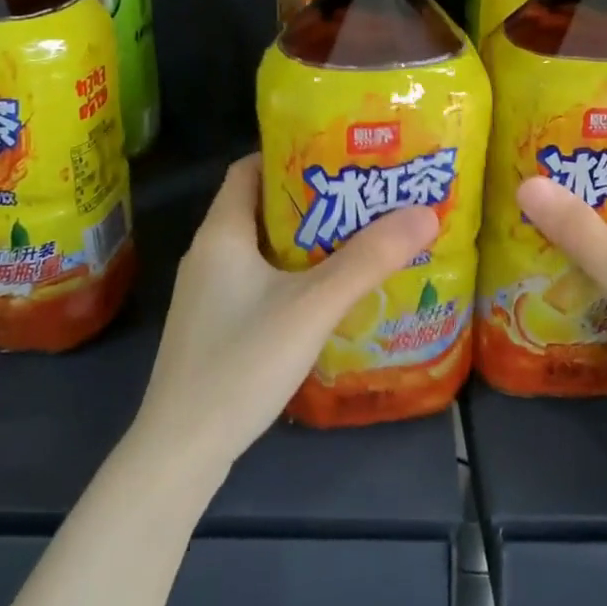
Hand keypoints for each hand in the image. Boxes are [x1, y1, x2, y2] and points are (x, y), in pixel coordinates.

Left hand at [133, 154, 440, 478]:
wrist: (181, 452)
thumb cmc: (241, 363)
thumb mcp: (312, 306)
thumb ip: (368, 260)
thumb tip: (425, 213)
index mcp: (221, 233)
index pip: (249, 168)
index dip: (290, 153)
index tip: (339, 155)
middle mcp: (208, 255)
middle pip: (260, 206)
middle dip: (311, 198)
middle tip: (363, 196)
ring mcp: (208, 294)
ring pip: (261, 248)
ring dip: (304, 239)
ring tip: (356, 237)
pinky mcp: (214, 326)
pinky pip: (257, 280)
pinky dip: (291, 274)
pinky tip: (326, 293)